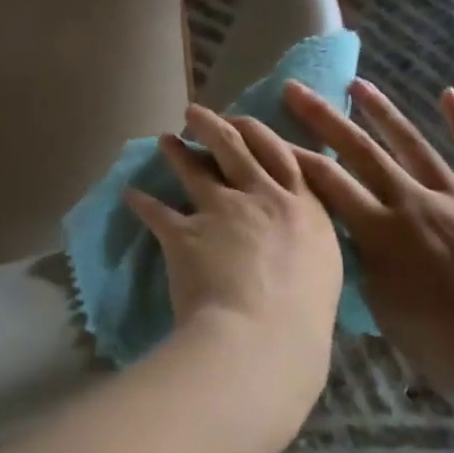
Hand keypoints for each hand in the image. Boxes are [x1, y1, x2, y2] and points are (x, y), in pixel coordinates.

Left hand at [125, 105, 344, 433]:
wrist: (261, 339)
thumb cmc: (304, 321)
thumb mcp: (323, 273)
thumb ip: (307, 246)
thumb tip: (298, 245)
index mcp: (304, 209)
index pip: (281, 156)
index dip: (259, 133)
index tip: (243, 121)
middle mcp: (262, 198)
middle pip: (235, 148)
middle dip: (213, 125)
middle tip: (194, 113)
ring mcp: (221, 211)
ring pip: (194, 168)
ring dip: (176, 151)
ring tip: (164, 140)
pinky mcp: (184, 231)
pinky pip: (156, 210)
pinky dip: (140, 201)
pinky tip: (130, 194)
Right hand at [283, 78, 453, 426]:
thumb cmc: (447, 350)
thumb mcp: (383, 308)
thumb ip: (360, 260)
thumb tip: (343, 229)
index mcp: (382, 234)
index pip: (326, 181)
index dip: (292, 154)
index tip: (267, 133)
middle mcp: (416, 204)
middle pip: (361, 151)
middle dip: (324, 117)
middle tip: (295, 89)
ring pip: (414, 145)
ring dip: (383, 112)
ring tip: (358, 84)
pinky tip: (449, 94)